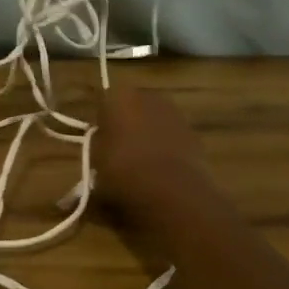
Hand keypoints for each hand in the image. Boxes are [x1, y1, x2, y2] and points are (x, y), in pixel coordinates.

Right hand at [92, 82, 204, 207]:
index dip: (100, 123)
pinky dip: (166, 148)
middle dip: (126, 125)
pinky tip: (160, 171)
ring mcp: (175, 114)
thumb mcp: (95, 161)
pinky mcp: (194, 134)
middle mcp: (148, 97)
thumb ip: (96, 146)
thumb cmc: (122, 170)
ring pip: (154, 121)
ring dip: (147, 136)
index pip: (104, 103)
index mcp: (119, 97)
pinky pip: (172, 137)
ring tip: (140, 164)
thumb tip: (100, 144)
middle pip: (132, 108)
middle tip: (117, 151)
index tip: (98, 142)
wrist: (171, 191)